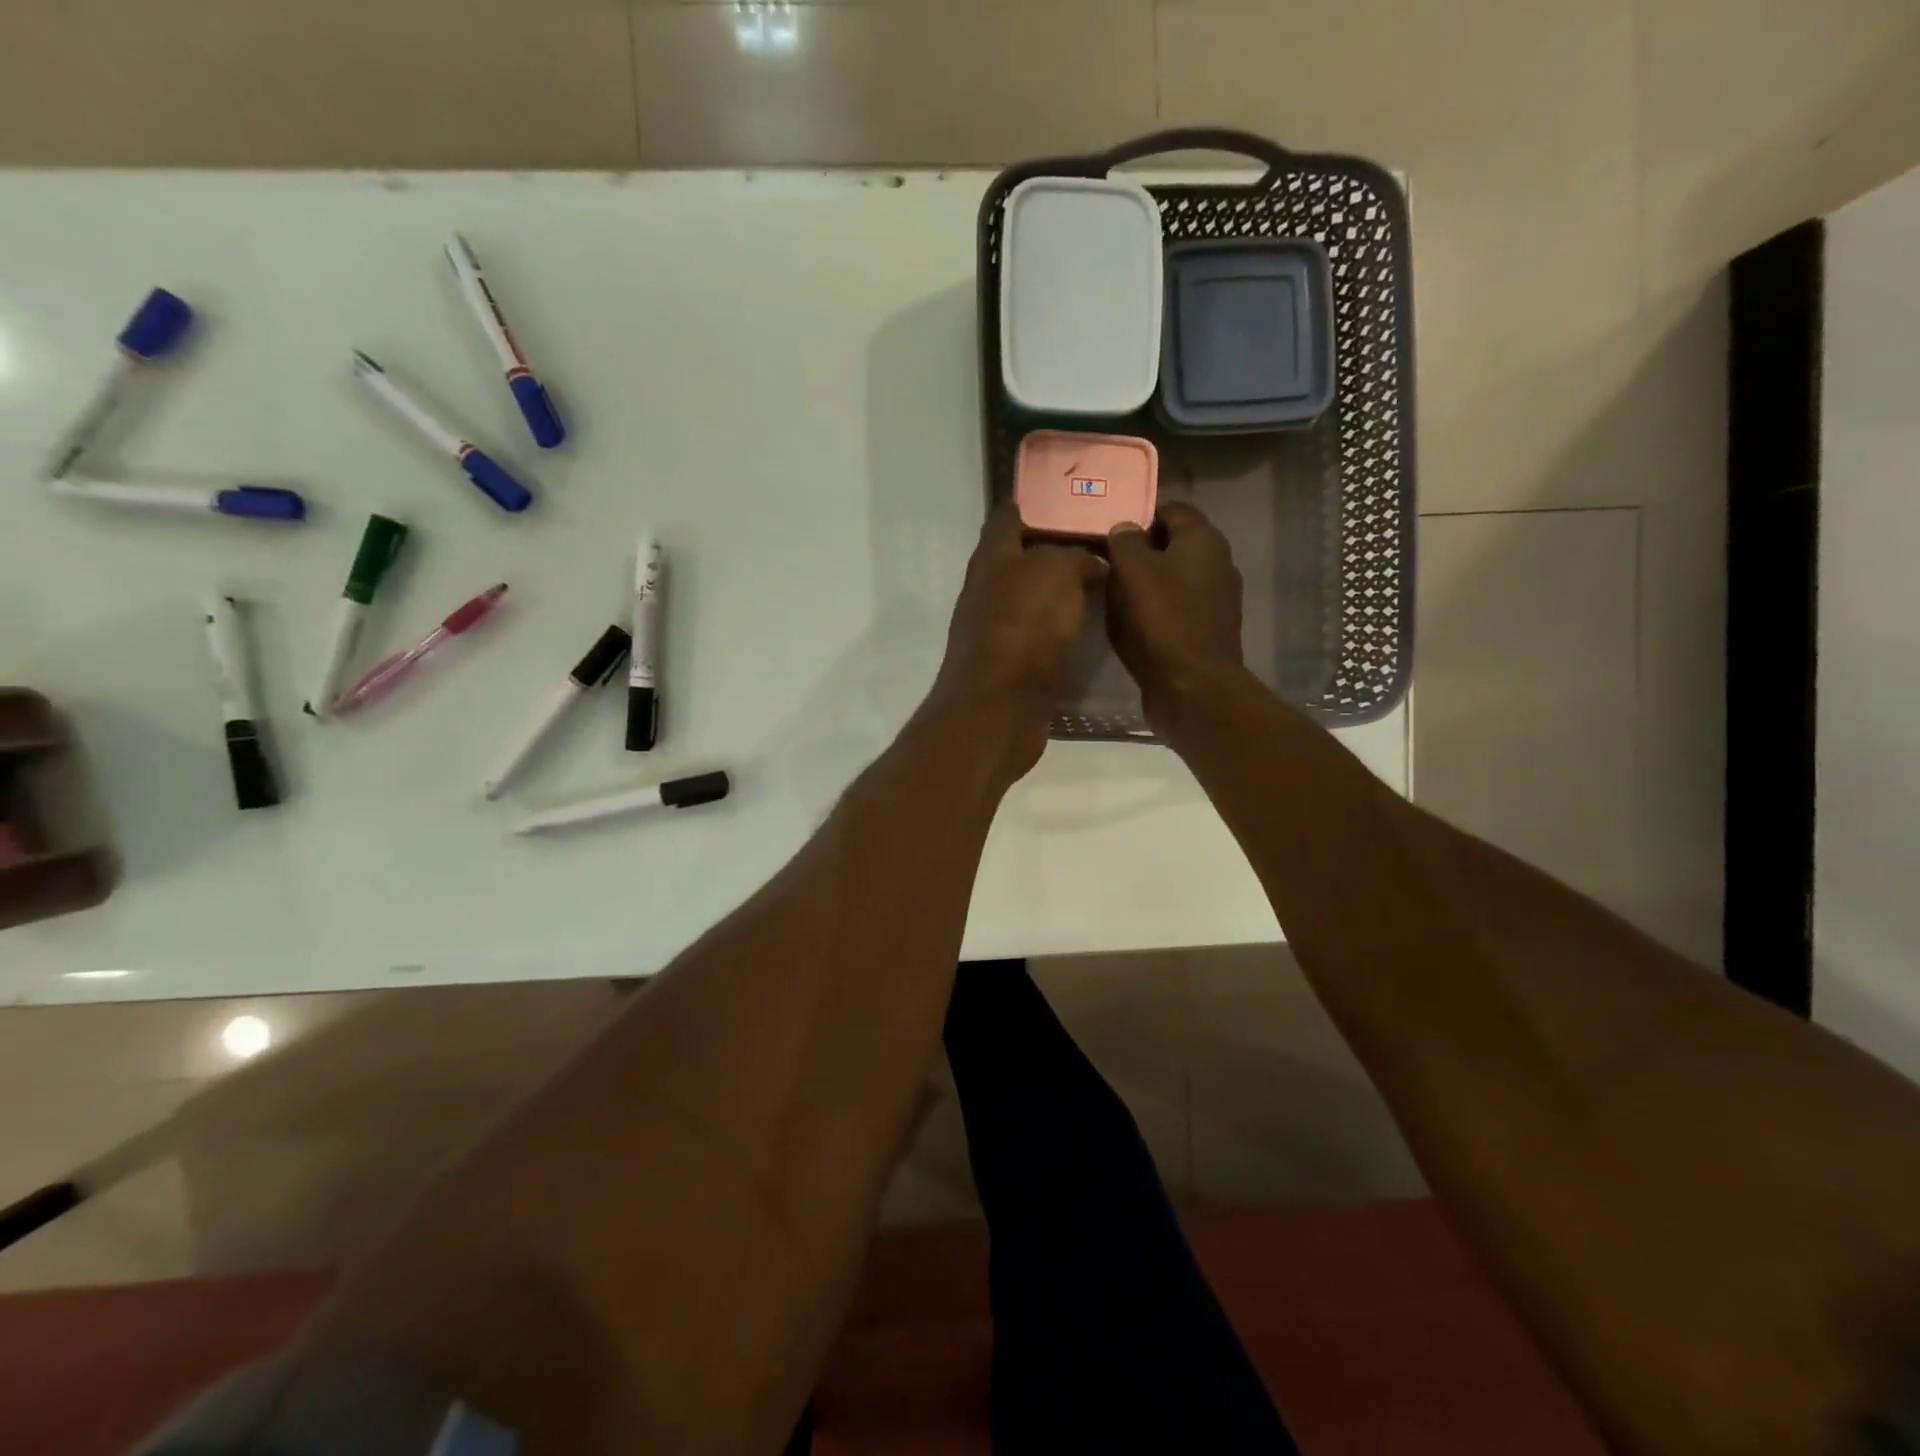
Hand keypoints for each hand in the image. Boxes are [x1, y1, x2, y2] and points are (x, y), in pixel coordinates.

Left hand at [927, 503, 1106, 784]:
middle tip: (1106, 540)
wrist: (999, 707)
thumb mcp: (1057, 573)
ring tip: (1109, 580)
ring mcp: (998, 630)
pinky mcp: (1013, 665)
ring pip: (1035, 598)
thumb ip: (1076, 558)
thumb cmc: (1024, 627)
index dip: (1037, 501)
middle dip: (1059, 548)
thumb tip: (1092, 565)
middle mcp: (989, 590)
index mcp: (992, 558)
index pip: (1009, 515)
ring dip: (1065, 590)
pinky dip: (1065, 628)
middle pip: (1023, 558)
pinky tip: (1094, 625)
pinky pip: (1043, 635)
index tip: (1074, 496)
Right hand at [1106, 502, 1244, 733]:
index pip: (1170, 510)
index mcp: (1203, 539)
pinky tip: (1136, 625)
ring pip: (1176, 578)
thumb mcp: (1129, 571)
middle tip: (1108, 565)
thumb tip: (1125, 528)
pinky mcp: (1211, 629)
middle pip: (1174, 545)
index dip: (1138, 517)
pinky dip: (1159, 610)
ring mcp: (1219, 598)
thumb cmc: (1159, 620)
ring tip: (1116, 597)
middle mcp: (1219, 562)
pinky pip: (1180, 607)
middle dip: (1142, 552)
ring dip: (1149, 583)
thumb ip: (1124, 541)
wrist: (1191, 687)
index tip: (1110, 535)